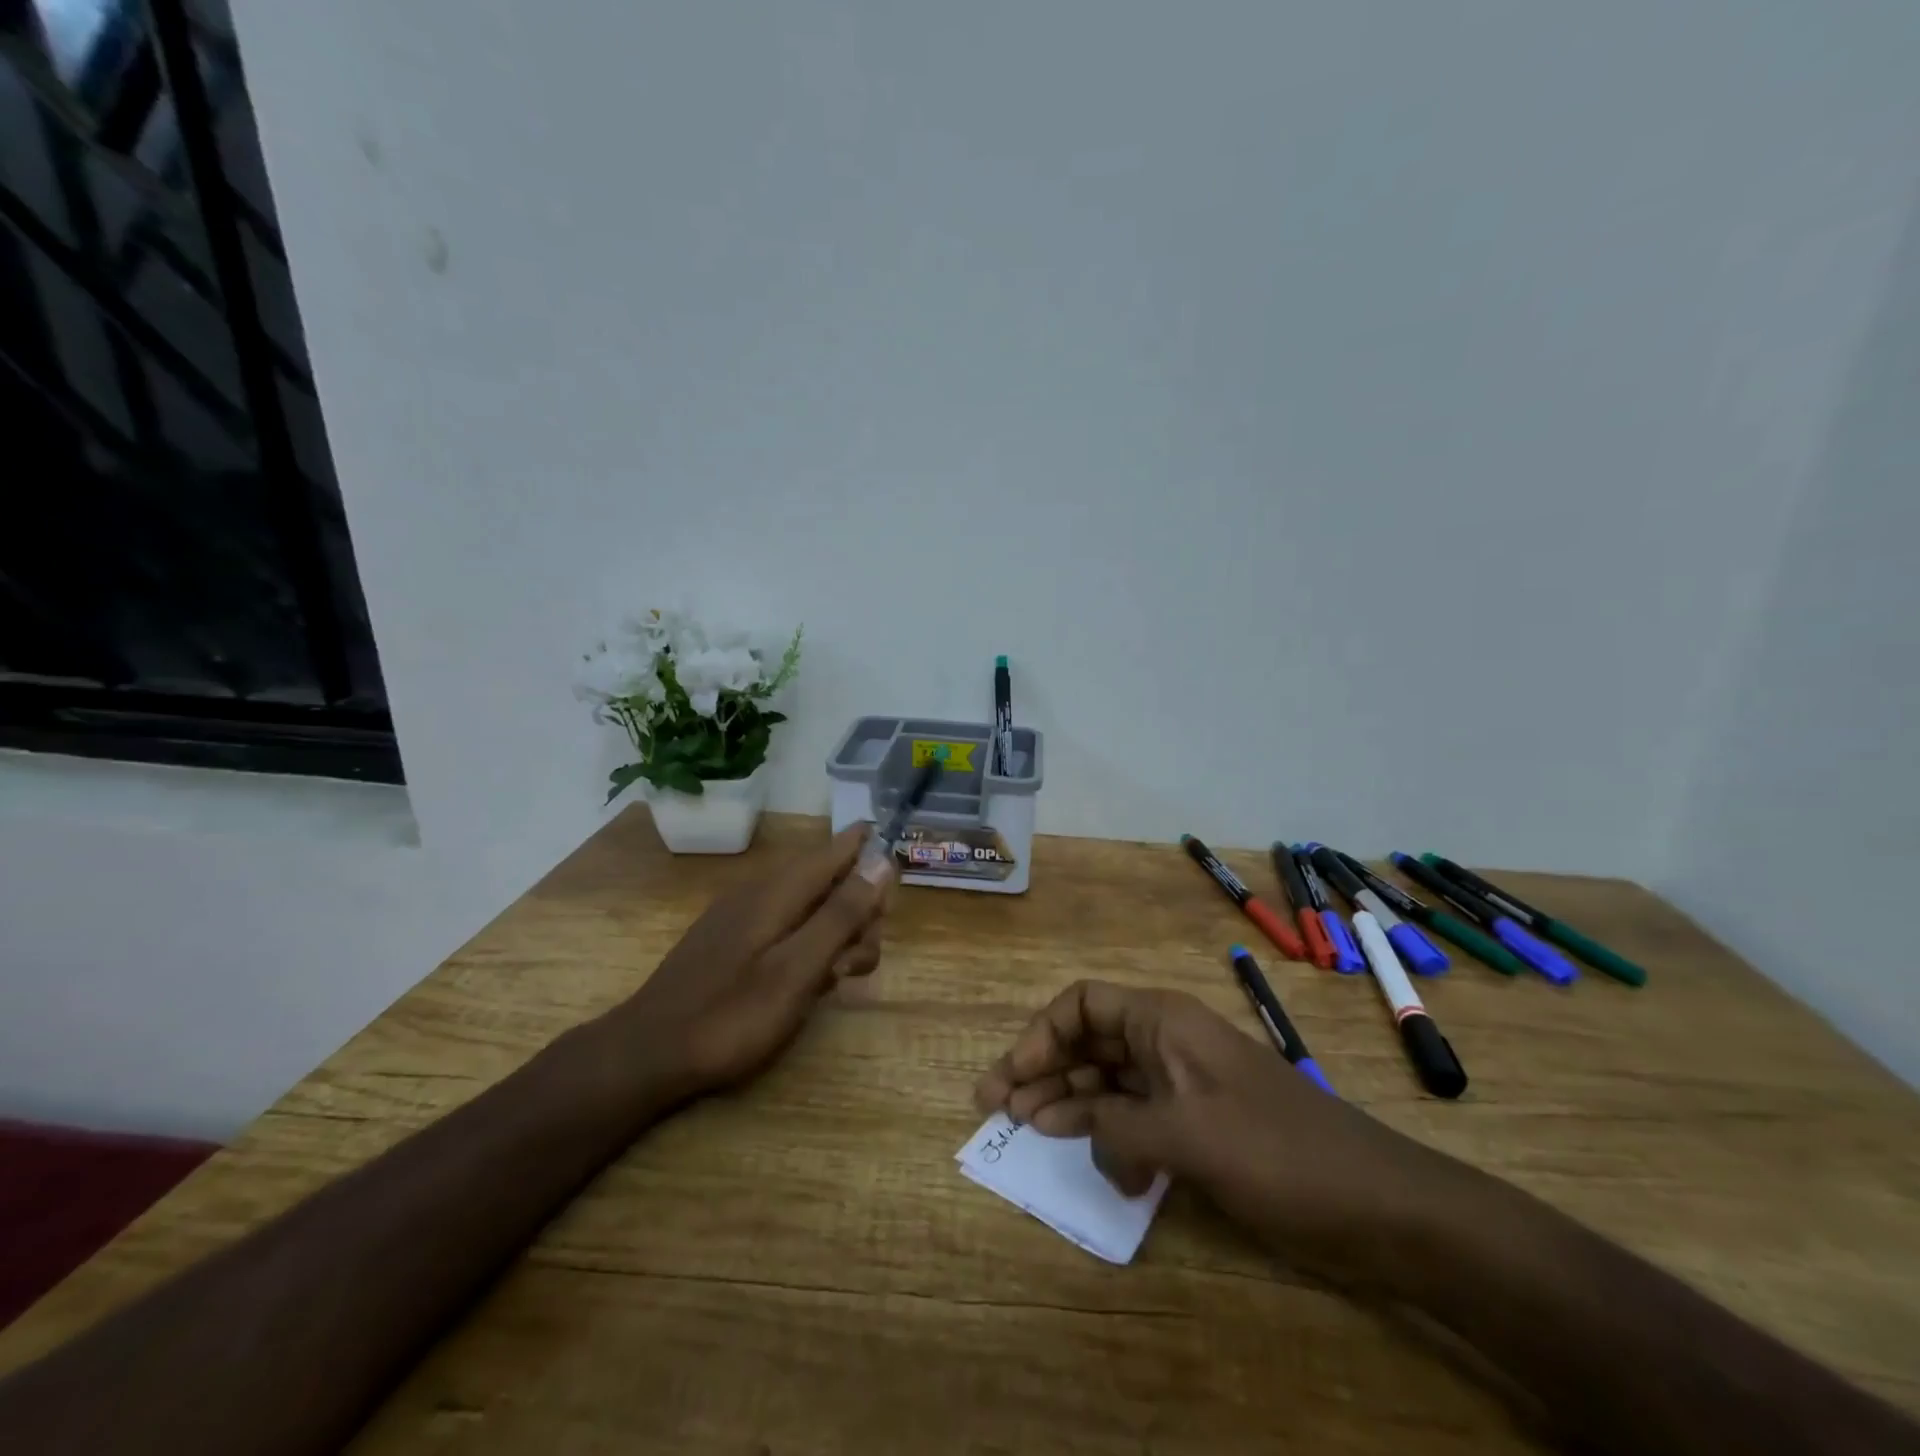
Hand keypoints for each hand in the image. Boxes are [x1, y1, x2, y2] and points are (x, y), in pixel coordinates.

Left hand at [616, 823, 893, 1099]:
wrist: (648, 1054)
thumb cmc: (733, 1014)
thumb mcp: (799, 968)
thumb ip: (842, 915)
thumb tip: (881, 863)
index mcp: (779, 890)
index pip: (834, 850)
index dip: (868, 850)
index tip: (897, 866)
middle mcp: (760, 891)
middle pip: (826, 881)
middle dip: (856, 911)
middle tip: (859, 961)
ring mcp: (741, 916)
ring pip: (807, 906)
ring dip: (834, 933)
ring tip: (837, 979)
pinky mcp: (730, 941)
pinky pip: (784, 925)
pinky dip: (807, 944)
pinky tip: (806, 981)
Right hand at [974, 980, 1447, 1278]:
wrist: (1376, 1203)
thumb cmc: (1278, 1153)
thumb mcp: (1188, 1137)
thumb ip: (1118, 1127)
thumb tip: (1076, 1129)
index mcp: (1164, 1021)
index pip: (1083, 1004)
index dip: (1041, 1034)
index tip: (1014, 1078)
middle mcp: (1167, 1041)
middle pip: (1088, 1040)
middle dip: (1042, 1068)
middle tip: (996, 1107)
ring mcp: (1182, 1084)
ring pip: (1107, 1079)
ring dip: (1066, 1100)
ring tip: (1026, 1130)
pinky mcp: (1197, 1124)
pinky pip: (1135, 1116)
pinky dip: (1106, 1132)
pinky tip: (1093, 1160)